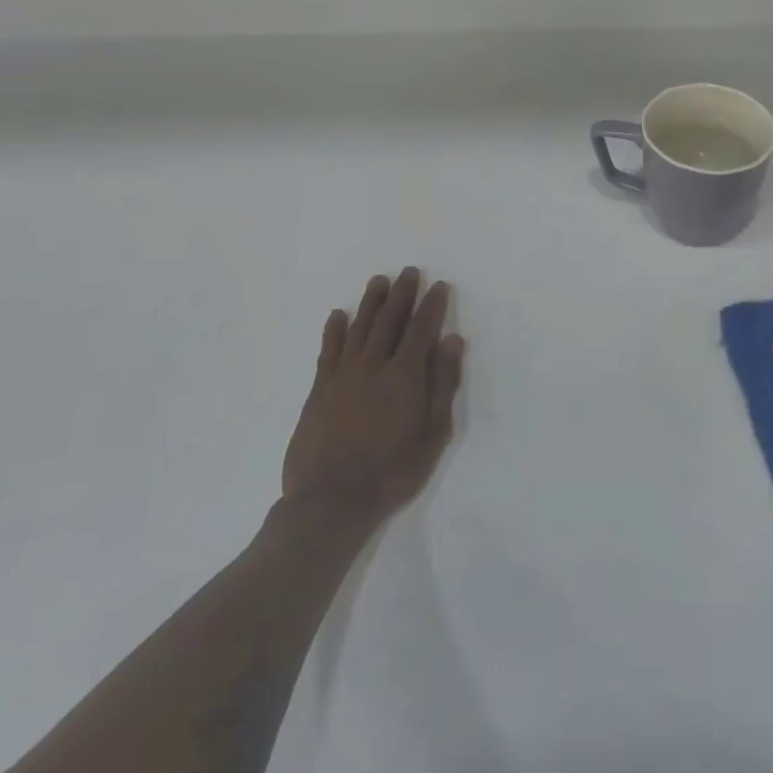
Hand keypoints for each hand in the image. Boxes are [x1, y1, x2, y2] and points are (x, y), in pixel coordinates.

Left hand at [282, 268, 464, 530]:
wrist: (331, 501)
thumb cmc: (392, 471)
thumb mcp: (433, 433)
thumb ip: (443, 384)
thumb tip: (452, 340)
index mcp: (404, 376)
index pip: (421, 330)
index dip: (432, 306)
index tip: (439, 285)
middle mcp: (373, 366)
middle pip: (389, 321)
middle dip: (401, 294)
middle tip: (409, 272)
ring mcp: (342, 376)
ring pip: (358, 328)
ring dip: (370, 303)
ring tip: (379, 281)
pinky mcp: (319, 390)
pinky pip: (328, 351)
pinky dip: (334, 330)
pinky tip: (339, 315)